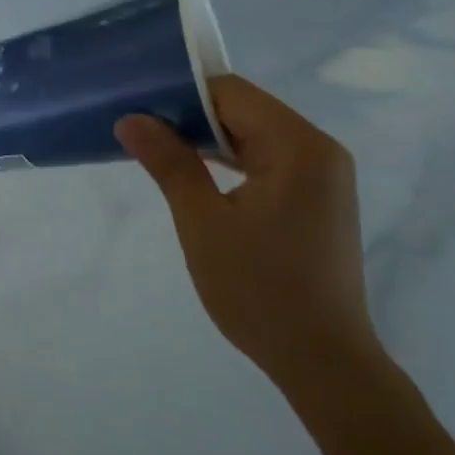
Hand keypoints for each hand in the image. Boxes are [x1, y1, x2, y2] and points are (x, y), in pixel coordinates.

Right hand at [115, 76, 375, 393]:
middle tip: (141, 130)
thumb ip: (169, 163)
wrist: (323, 361)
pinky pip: (268, 161)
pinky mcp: (318, 198)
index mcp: (298, 147)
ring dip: (209, 141)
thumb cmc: (259, 290)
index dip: (182, 94)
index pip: (232, 93)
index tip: (139, 107)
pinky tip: (197, 175)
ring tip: (159, 150)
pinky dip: (232, 162)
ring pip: (255, 135)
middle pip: (245, 110)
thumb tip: (130, 119)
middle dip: (192, 117)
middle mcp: (319, 150)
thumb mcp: (202, 223)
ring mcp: (324, 175)